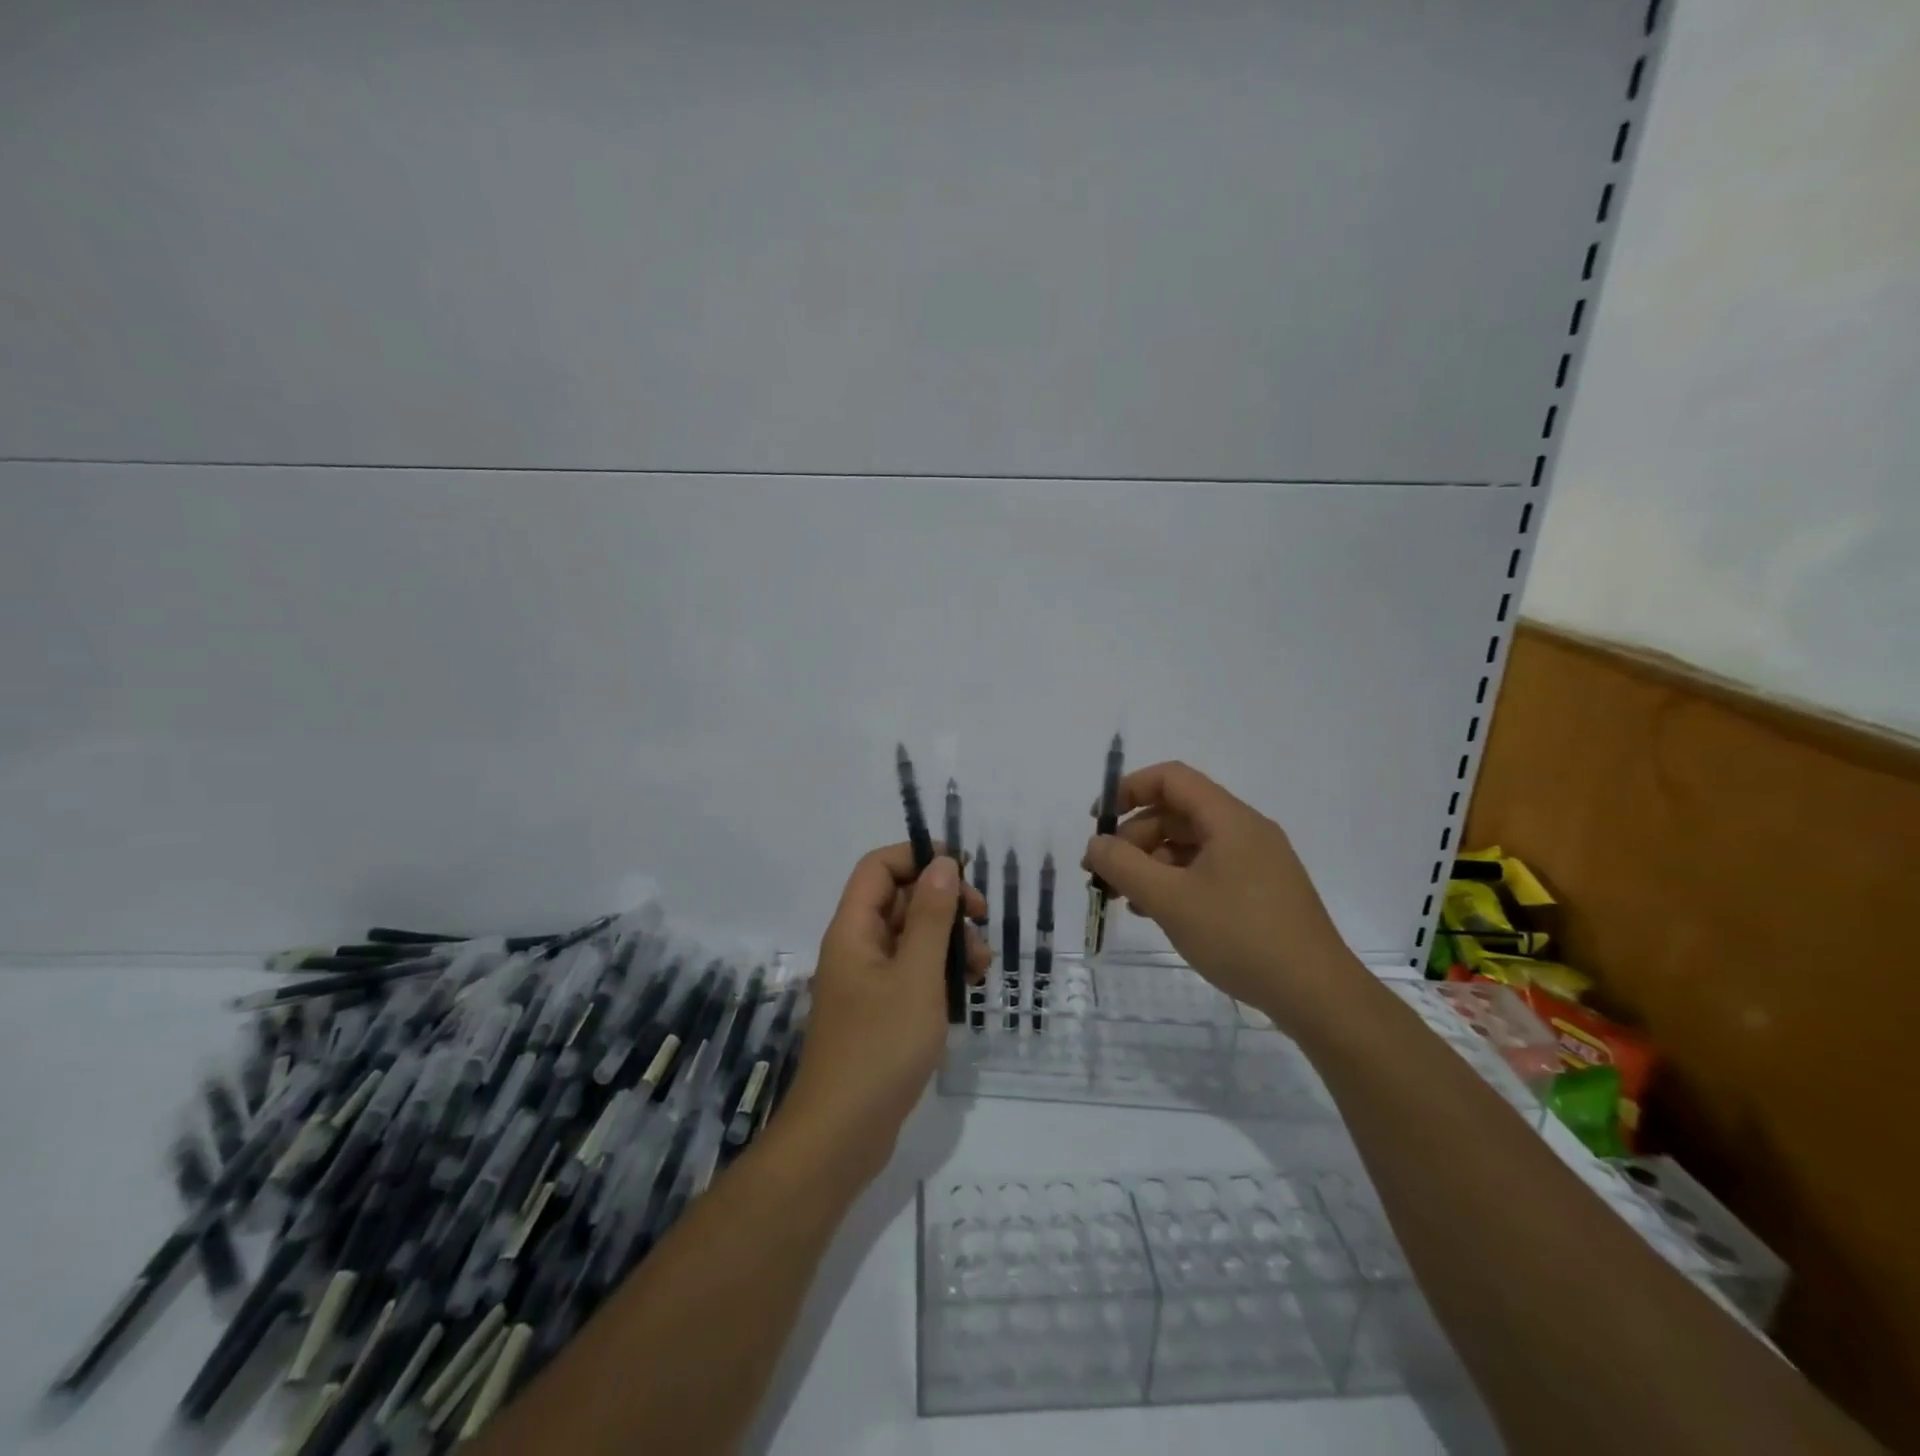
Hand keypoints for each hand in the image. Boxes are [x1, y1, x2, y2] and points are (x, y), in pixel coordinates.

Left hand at [782, 844, 988, 1184]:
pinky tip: (968, 990)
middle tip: (982, 918)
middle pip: (899, 900)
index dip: (917, 856)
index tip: (962, 867)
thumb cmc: (880, 1047)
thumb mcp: (916, 976)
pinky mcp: (879, 1012)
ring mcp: (867, 982)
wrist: (842, 1135)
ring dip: (948, 940)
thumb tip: (942, 863)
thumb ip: (931, 917)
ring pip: (911, 938)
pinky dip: (940, 972)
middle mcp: (856, 948)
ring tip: (981, 966)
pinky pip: (912, 973)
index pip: (878, 867)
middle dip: (944, 903)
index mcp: (853, 930)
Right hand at [1082, 761, 1360, 1036]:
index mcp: (1229, 819)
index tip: (1098, 822)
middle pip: (1177, 813)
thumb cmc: (1240, 936)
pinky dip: (1175, 882)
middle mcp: (1245, 831)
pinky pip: (1207, 870)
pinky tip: (1156, 912)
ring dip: (1151, 863)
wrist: (1316, 995)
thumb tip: (1096, 844)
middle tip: (1104, 874)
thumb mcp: (1170, 900)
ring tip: (1124, 898)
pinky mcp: (1260, 892)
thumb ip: (1124, 866)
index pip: (1171, 779)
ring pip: (1190, 845)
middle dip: (1134, 838)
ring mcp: (1256, 862)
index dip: (1128, 790)